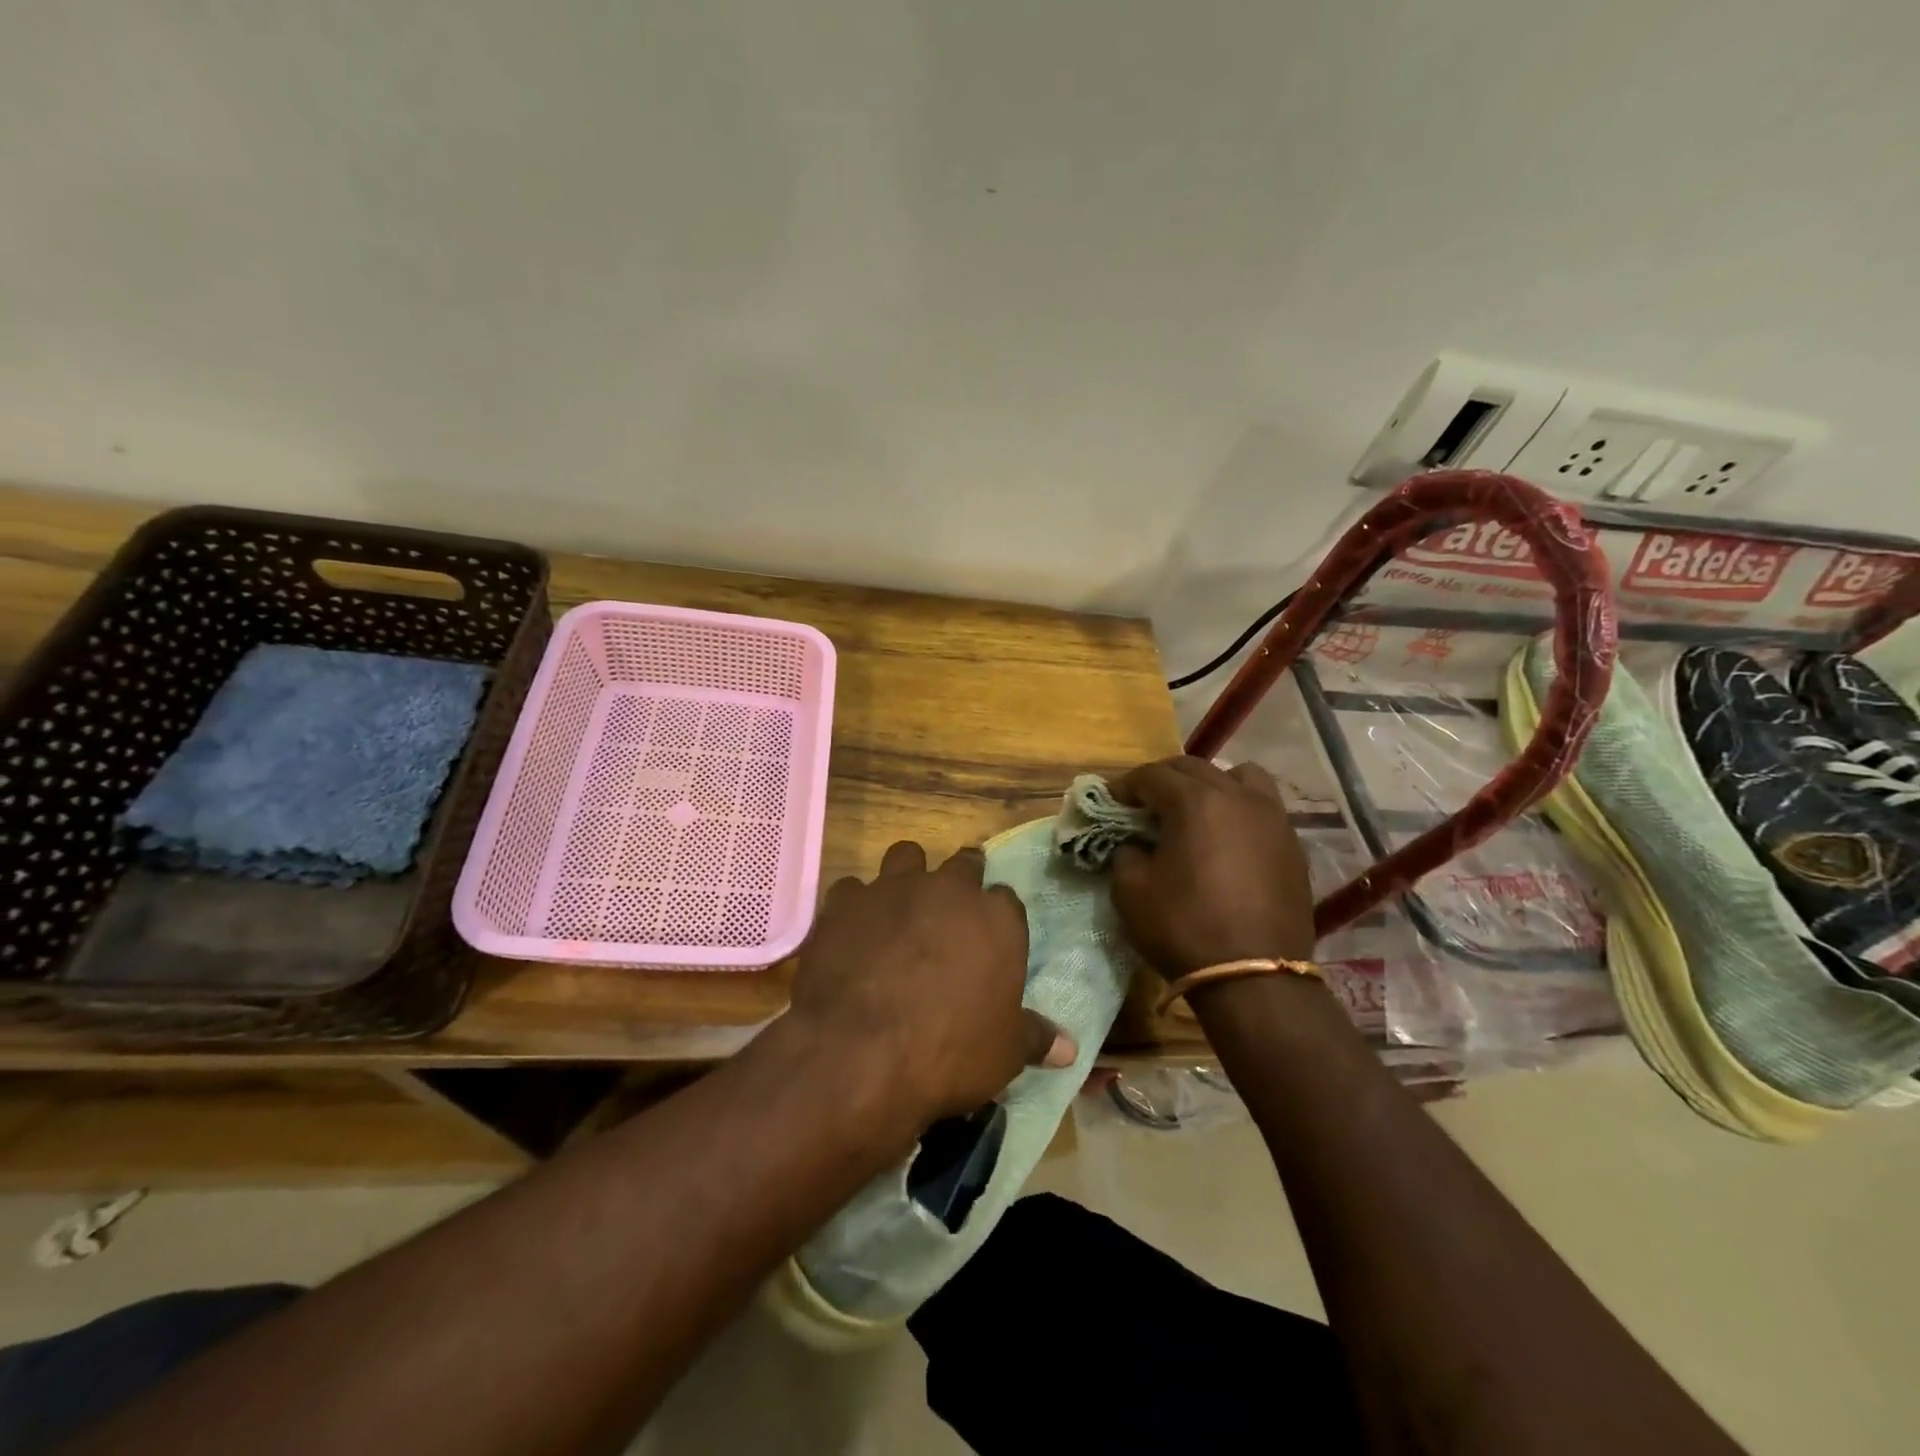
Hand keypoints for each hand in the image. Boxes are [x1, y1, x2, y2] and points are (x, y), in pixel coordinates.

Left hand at [788, 841, 1075, 1125]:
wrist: (861, 1051)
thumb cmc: (949, 1050)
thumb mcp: (1004, 1053)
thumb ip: (1035, 1038)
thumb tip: (1070, 1047)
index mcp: (996, 918)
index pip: (1007, 899)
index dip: (998, 916)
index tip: (991, 937)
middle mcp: (947, 890)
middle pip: (963, 865)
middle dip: (961, 880)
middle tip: (952, 909)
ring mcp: (893, 889)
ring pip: (906, 855)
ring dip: (907, 875)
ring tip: (901, 906)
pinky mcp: (845, 903)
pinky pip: (851, 889)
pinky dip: (855, 906)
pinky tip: (851, 932)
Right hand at [1109, 757, 1315, 976]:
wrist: (1254, 978)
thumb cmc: (1185, 929)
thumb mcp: (1131, 892)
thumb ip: (1126, 854)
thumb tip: (1134, 844)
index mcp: (1195, 802)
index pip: (1153, 775)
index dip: (1126, 785)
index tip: (1110, 802)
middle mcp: (1238, 797)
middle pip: (1194, 767)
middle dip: (1163, 779)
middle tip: (1143, 803)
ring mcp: (1272, 818)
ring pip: (1240, 777)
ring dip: (1211, 783)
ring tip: (1195, 808)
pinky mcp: (1292, 845)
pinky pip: (1263, 807)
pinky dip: (1239, 808)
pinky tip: (1227, 837)